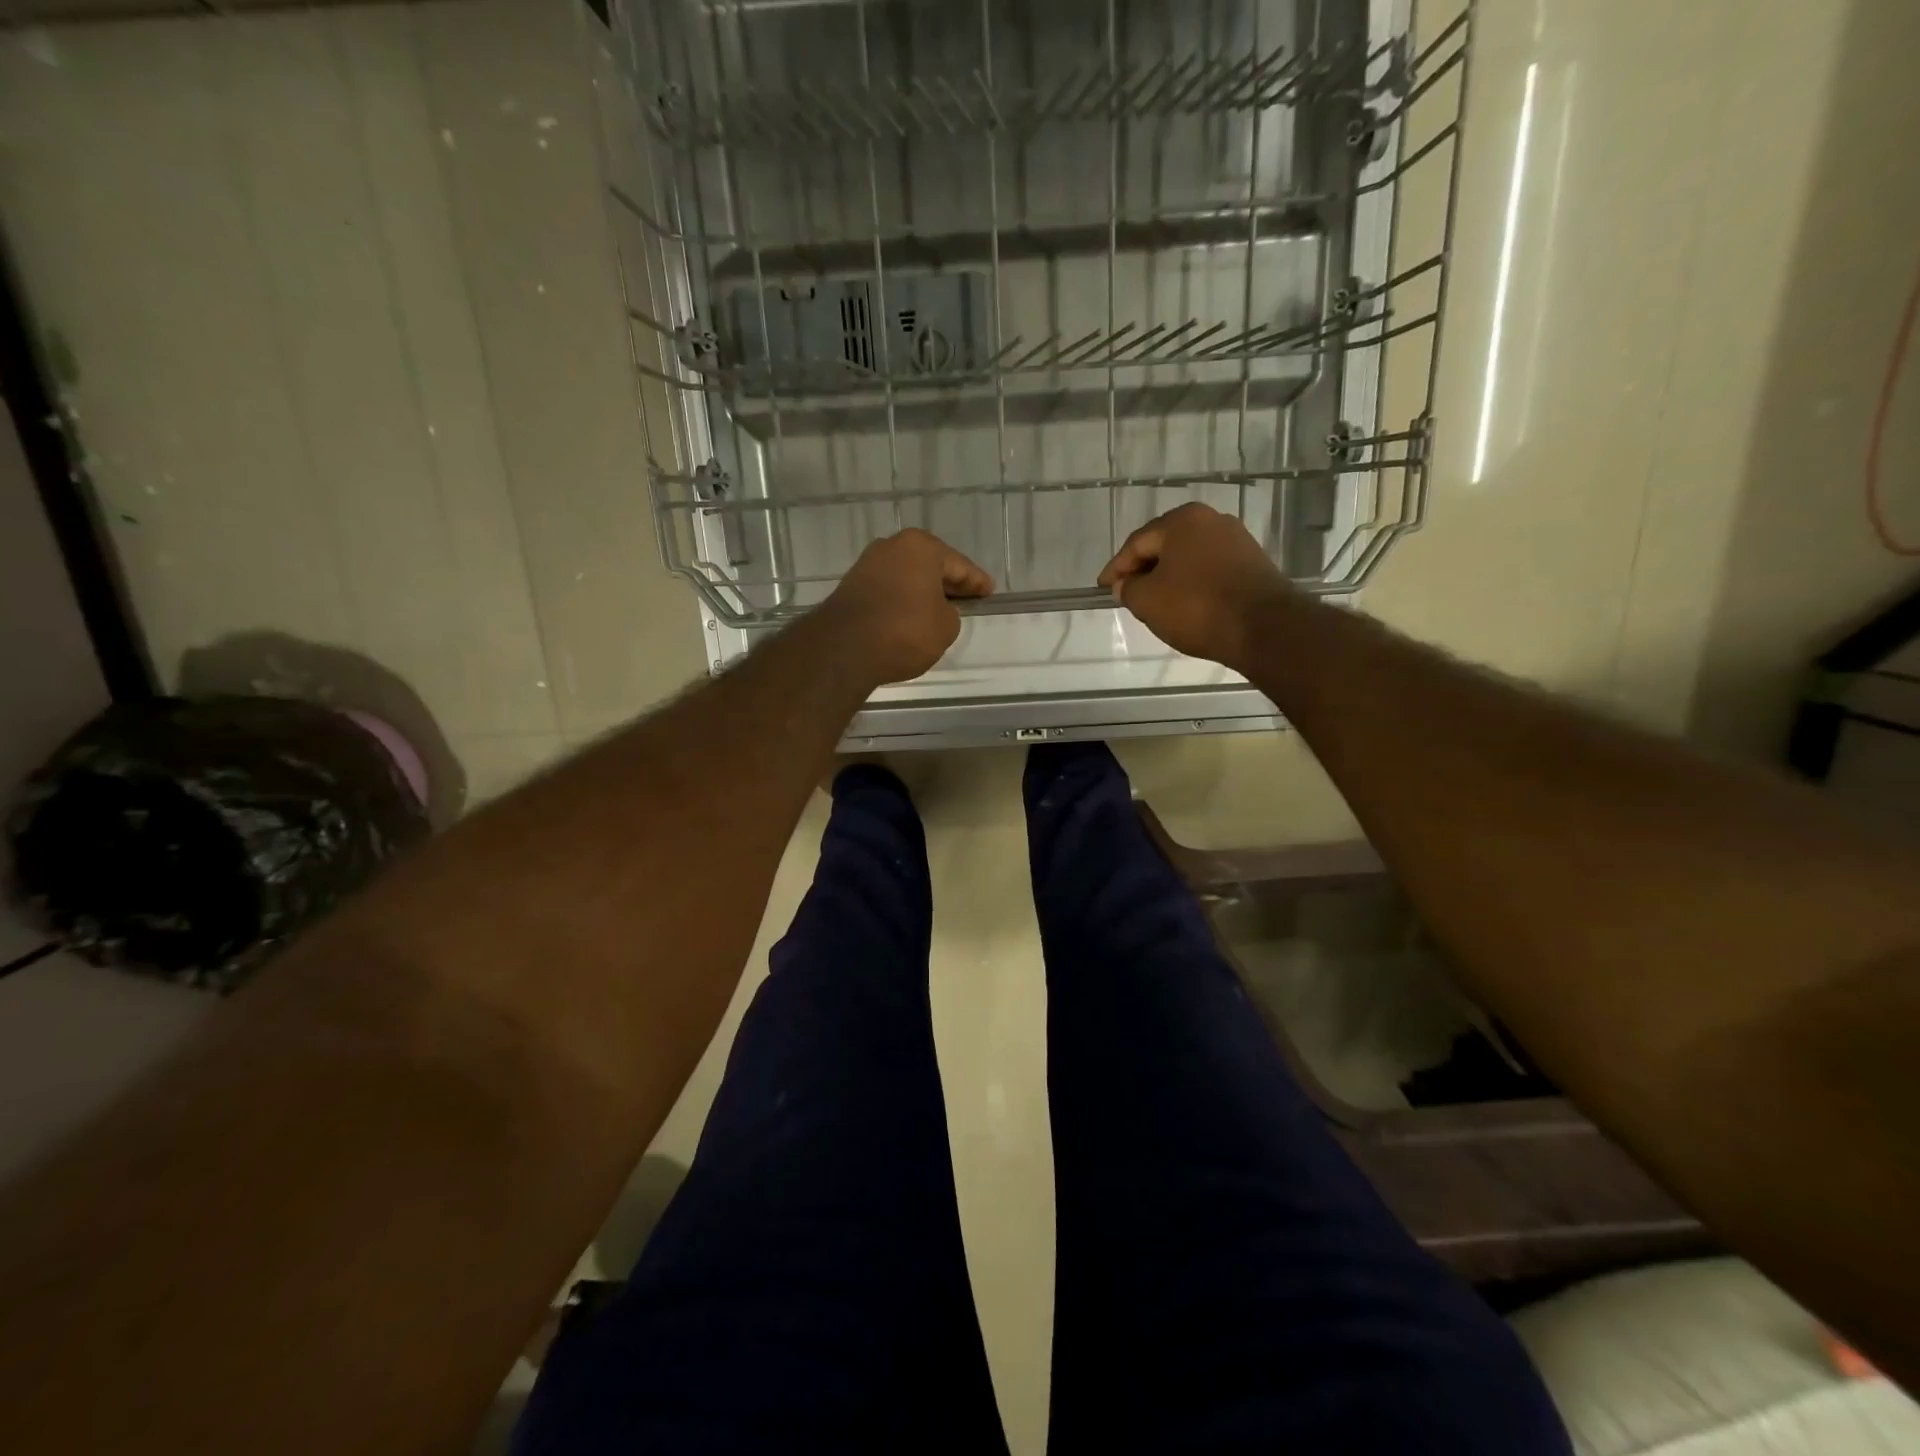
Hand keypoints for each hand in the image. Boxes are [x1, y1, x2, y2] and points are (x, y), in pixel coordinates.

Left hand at [822, 529, 993, 684]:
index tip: (989, 592)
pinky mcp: (851, 585)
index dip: (976, 581)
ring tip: (939, 609)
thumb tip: (936, 609)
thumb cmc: (905, 631)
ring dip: (923, 590)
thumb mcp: (945, 627)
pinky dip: (903, 599)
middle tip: (967, 597)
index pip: (959, 565)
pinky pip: (889, 589)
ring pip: (907, 575)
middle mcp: (892, 546)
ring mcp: (867, 564)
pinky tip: (911, 615)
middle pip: (930, 564)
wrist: (844, 648)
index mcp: (921, 547)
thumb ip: (949, 613)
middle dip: (948, 581)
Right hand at [1098, 503, 1291, 669]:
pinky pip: (1210, 569)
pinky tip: (1186, 603)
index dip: (1116, 568)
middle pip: (1165, 545)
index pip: (1137, 543)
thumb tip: (1125, 584)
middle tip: (1127, 593)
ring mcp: (1236, 540)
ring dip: (1169, 577)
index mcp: (1182, 520)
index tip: (1103, 588)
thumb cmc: (1197, 607)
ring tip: (1155, 602)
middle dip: (1143, 569)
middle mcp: (1211, 520)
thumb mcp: (1147, 600)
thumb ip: (1128, 588)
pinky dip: (1192, 583)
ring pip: (1189, 557)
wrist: (1264, 627)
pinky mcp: (1253, 562)